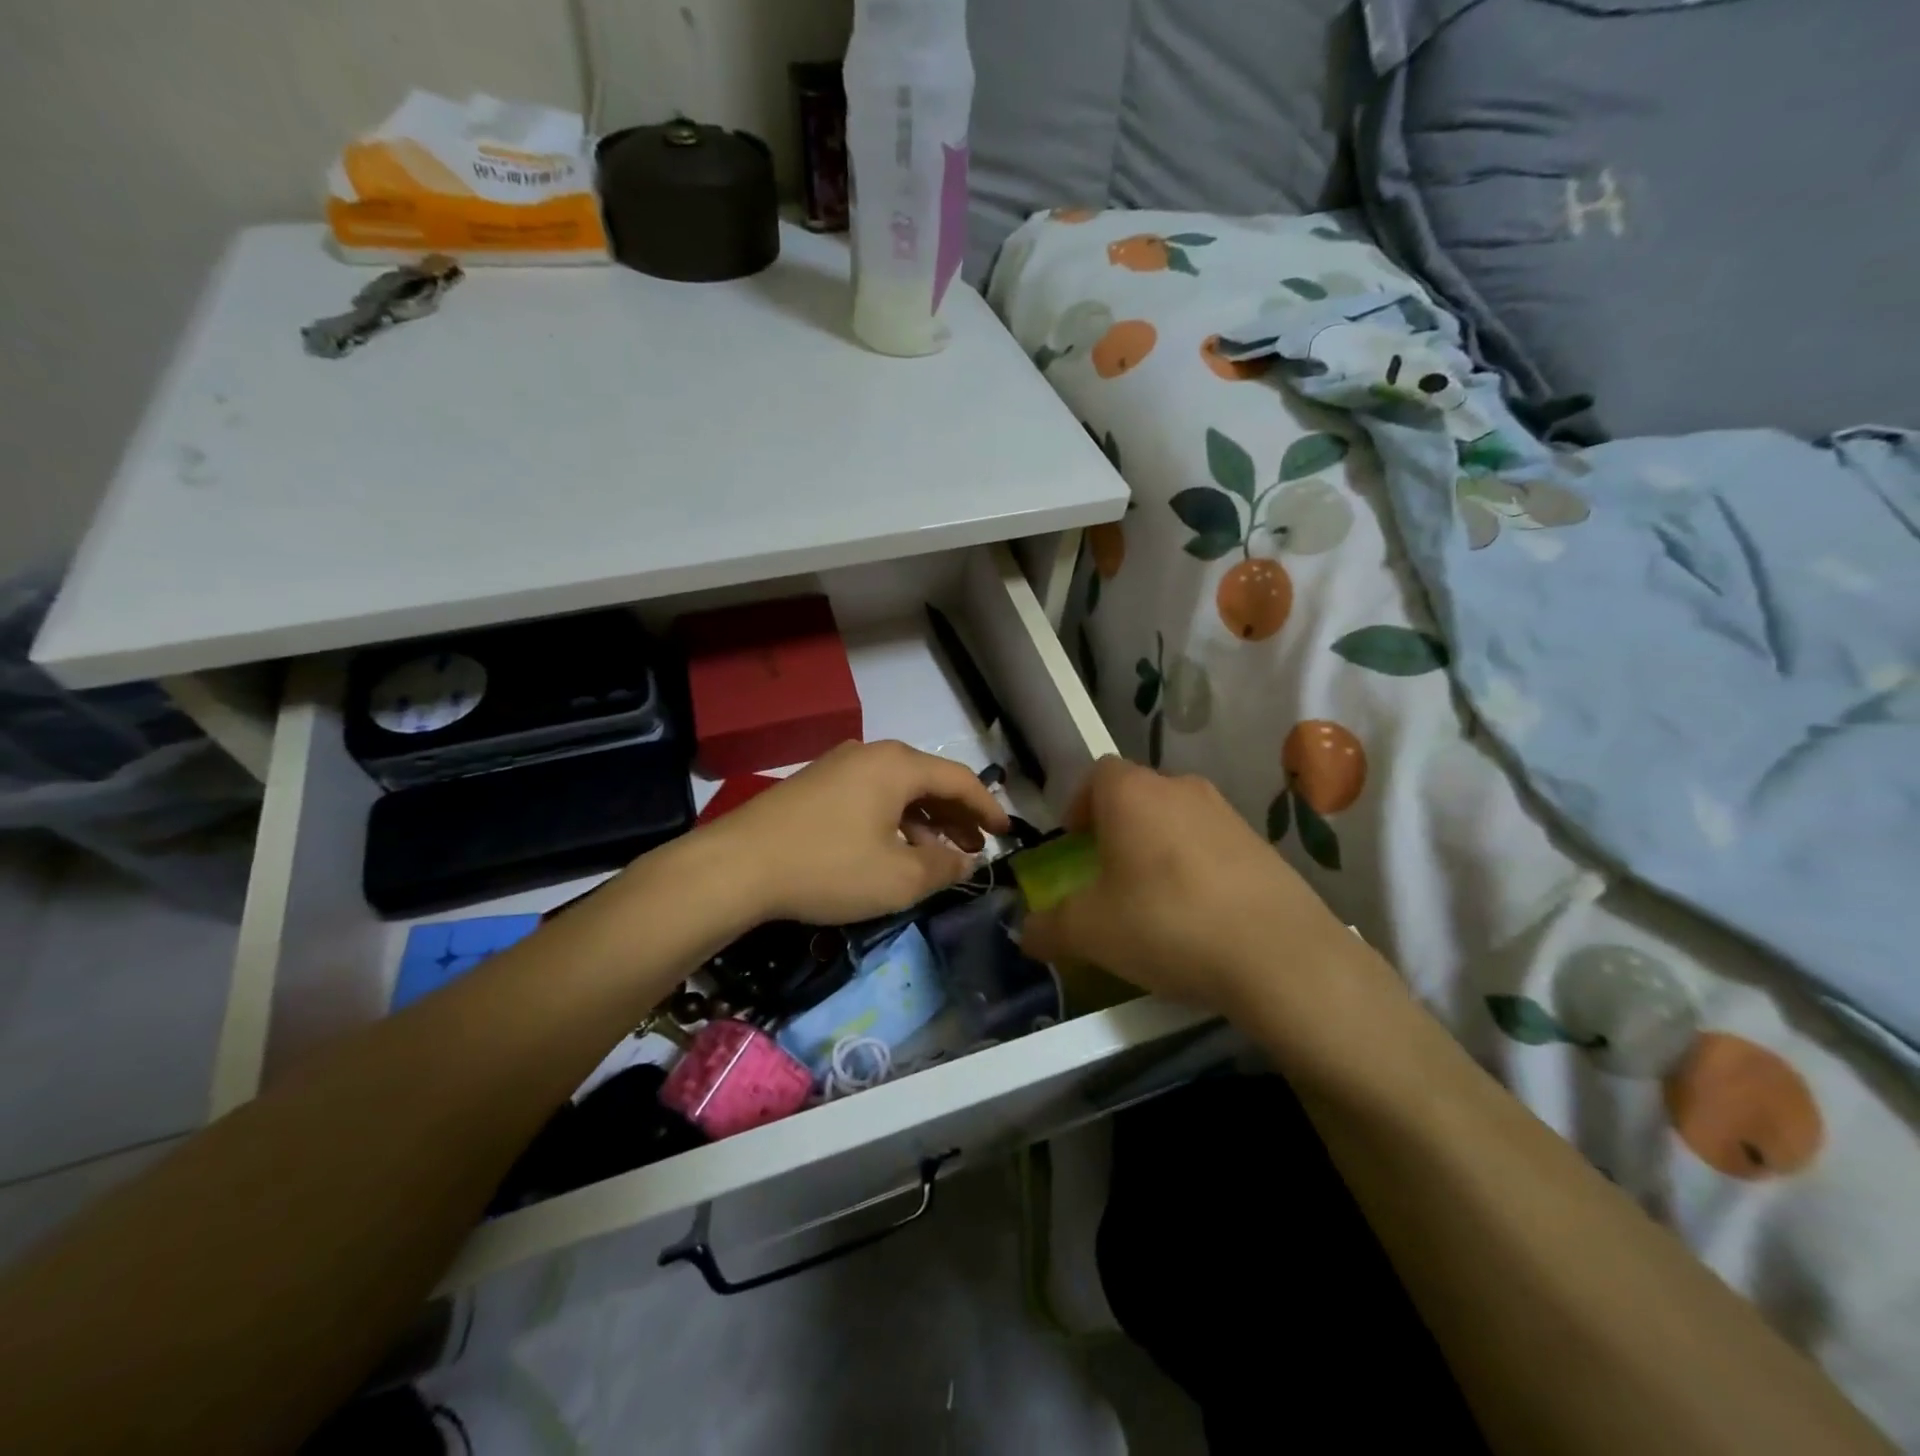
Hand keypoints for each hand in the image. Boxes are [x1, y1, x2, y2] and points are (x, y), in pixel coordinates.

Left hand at [705, 740, 1010, 924]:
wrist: (736, 866)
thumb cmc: (827, 868)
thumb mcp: (897, 878)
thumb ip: (942, 867)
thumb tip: (965, 860)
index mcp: (897, 765)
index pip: (960, 780)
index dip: (988, 807)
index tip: (1006, 832)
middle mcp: (871, 755)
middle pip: (929, 781)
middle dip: (957, 815)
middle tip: (976, 847)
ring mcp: (839, 767)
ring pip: (898, 790)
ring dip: (926, 820)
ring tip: (941, 854)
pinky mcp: (815, 786)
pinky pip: (871, 797)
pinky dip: (894, 820)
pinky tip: (895, 849)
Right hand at [1020, 757, 1351, 1014]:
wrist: (1277, 955)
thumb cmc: (1165, 923)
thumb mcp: (1090, 932)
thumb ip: (1048, 927)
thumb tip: (1026, 932)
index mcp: (1132, 794)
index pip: (1097, 774)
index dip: (1080, 804)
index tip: (1075, 843)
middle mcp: (1180, 789)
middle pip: (1138, 794)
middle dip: (1117, 828)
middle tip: (1108, 874)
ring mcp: (1228, 814)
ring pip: (1177, 819)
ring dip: (1158, 847)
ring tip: (1153, 898)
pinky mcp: (1263, 845)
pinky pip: (1213, 844)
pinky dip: (1196, 867)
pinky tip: (1198, 915)